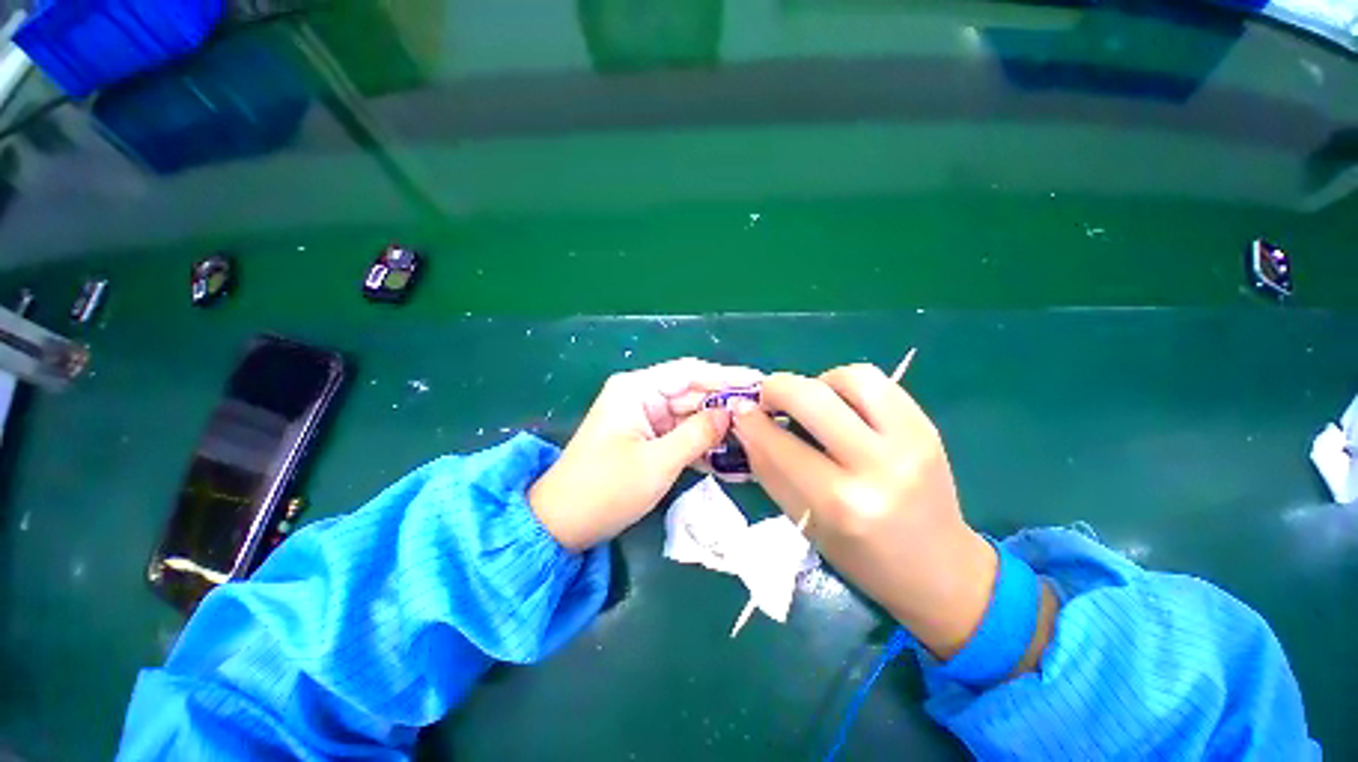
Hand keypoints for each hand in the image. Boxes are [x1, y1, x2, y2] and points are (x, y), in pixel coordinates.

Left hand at [530, 358, 762, 550]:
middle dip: (726, 406)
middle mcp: (642, 397)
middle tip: (765, 416)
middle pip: (693, 394)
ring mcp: (645, 419)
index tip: (761, 383)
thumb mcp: (657, 462)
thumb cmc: (605, 489)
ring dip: (718, 429)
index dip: (727, 376)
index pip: (690, 373)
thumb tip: (732, 413)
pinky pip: (681, 435)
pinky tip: (730, 458)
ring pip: (690, 417)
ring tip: (756, 437)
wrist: (562, 524)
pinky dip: (702, 446)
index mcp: (637, 389)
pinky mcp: (647, 439)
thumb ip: (698, 434)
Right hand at [730, 364, 996, 658]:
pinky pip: (878, 382)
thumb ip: (770, 469)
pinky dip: (848, 385)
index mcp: (842, 504)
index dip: (751, 421)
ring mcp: (910, 440)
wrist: (940, 569)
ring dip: (818, 383)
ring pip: (850, 377)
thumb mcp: (804, 522)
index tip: (739, 411)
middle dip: (776, 388)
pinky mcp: (927, 426)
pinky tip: (841, 406)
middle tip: (767, 399)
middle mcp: (878, 466)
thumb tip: (745, 424)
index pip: (779, 444)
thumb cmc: (862, 558)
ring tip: (812, 404)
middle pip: (812, 397)